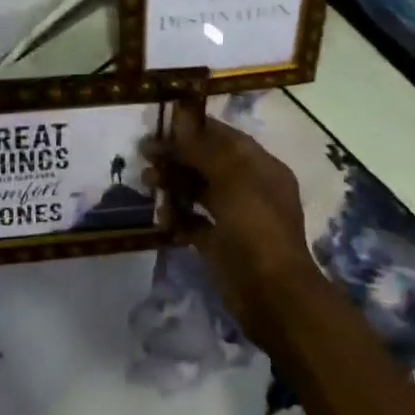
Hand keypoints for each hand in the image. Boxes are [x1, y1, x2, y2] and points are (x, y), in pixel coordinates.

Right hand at [144, 115, 319, 348]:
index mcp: (261, 167)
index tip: (161, 124)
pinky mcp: (221, 245)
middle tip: (144, 154)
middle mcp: (250, 188)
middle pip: (209, 163)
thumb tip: (181, 121)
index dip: (195, 128)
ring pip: (200, 192)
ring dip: (174, 185)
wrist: (269, 293)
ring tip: (147, 182)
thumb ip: (204, 149)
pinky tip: (160, 216)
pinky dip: (178, 218)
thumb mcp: (232, 178)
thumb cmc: (255, 227)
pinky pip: (195, 224)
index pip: (226, 137)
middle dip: (178, 156)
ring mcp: (236, 218)